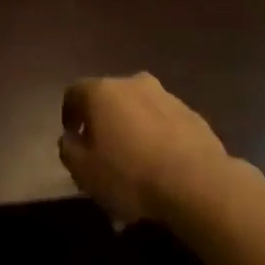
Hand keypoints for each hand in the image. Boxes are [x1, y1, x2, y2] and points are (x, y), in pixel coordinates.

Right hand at [58, 73, 234, 225]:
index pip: (74, 92)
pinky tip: (159, 167)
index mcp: (102, 91)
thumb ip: (69, 150)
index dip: (69, 114)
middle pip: (109, 99)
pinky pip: (163, 123)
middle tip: (103, 154)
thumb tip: (70, 138)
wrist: (196, 181)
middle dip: (103, 123)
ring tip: (134, 167)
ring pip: (138, 111)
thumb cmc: (129, 174)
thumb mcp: (84, 171)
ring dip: (132, 131)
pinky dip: (156, 139)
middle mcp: (133, 83)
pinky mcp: (190, 113)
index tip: (72, 137)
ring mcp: (165, 96)